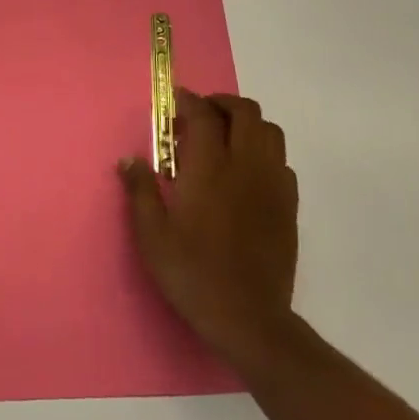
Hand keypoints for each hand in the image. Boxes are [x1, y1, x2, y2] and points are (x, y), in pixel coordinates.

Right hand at [118, 89, 298, 372]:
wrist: (248, 318)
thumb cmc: (193, 273)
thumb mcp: (152, 235)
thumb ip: (140, 190)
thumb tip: (129, 159)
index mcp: (209, 167)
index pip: (203, 114)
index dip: (188, 101)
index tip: (174, 102)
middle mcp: (245, 165)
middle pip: (245, 111)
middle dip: (221, 104)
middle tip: (199, 116)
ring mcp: (272, 183)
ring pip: (270, 130)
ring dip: (247, 124)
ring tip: (225, 139)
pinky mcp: (289, 204)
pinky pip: (281, 160)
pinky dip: (264, 152)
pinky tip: (246, 173)